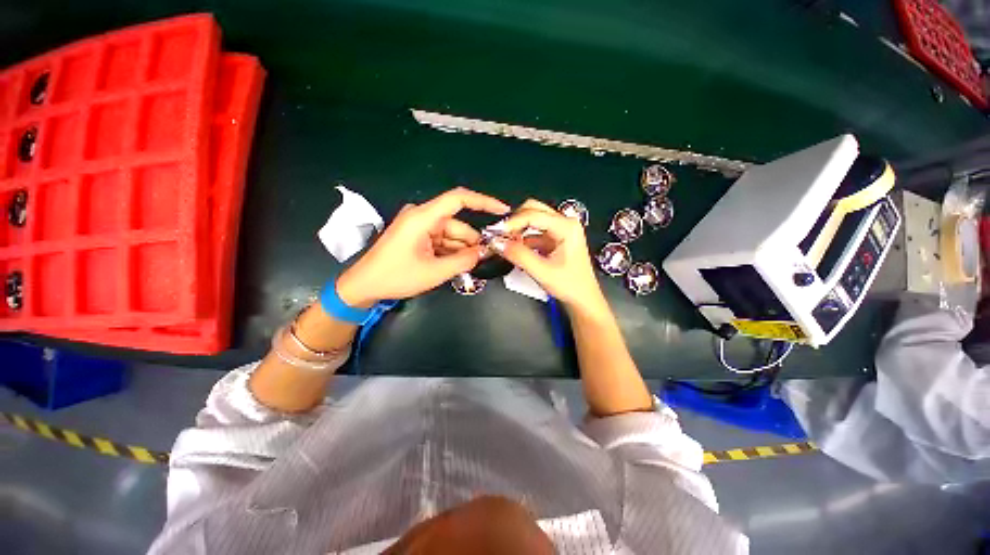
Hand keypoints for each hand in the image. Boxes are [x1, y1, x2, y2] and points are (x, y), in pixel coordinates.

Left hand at [336, 187, 509, 306]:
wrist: (364, 285)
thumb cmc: (396, 277)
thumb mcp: (434, 272)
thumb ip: (463, 261)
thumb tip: (484, 252)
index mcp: (423, 217)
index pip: (458, 199)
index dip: (483, 202)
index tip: (502, 210)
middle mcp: (422, 216)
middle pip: (457, 224)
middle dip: (471, 241)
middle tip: (484, 259)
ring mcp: (419, 226)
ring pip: (451, 234)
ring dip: (461, 249)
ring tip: (468, 267)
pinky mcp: (417, 235)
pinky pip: (441, 240)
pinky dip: (450, 251)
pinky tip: (455, 265)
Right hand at [492, 199, 607, 315]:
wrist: (583, 299)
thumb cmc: (569, 286)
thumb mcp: (542, 272)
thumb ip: (519, 255)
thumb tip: (496, 242)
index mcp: (566, 227)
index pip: (533, 214)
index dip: (512, 222)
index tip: (495, 233)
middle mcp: (564, 222)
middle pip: (533, 210)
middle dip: (514, 221)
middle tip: (499, 236)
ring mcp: (560, 230)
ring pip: (532, 219)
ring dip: (517, 229)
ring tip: (504, 243)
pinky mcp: (555, 239)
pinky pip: (534, 232)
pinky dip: (522, 237)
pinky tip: (514, 248)